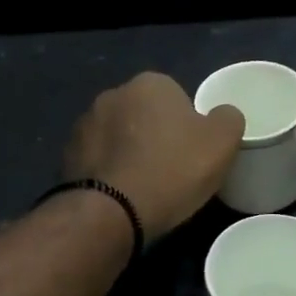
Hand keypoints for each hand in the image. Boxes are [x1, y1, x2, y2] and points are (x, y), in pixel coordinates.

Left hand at [63, 73, 244, 238]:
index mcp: (150, 83)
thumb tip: (222, 116)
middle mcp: (112, 94)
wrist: (111, 212)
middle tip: (173, 172)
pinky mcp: (66, 156)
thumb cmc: (172, 170)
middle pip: (145, 116)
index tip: (194, 155)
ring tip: (145, 188)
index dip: (189, 127)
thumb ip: (228, 119)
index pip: (177, 98)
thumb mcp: (222, 143)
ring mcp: (84, 124)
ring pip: (119, 138)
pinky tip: (121, 196)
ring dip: (130, 154)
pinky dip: (109, 173)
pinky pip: (99, 161)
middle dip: (156, 137)